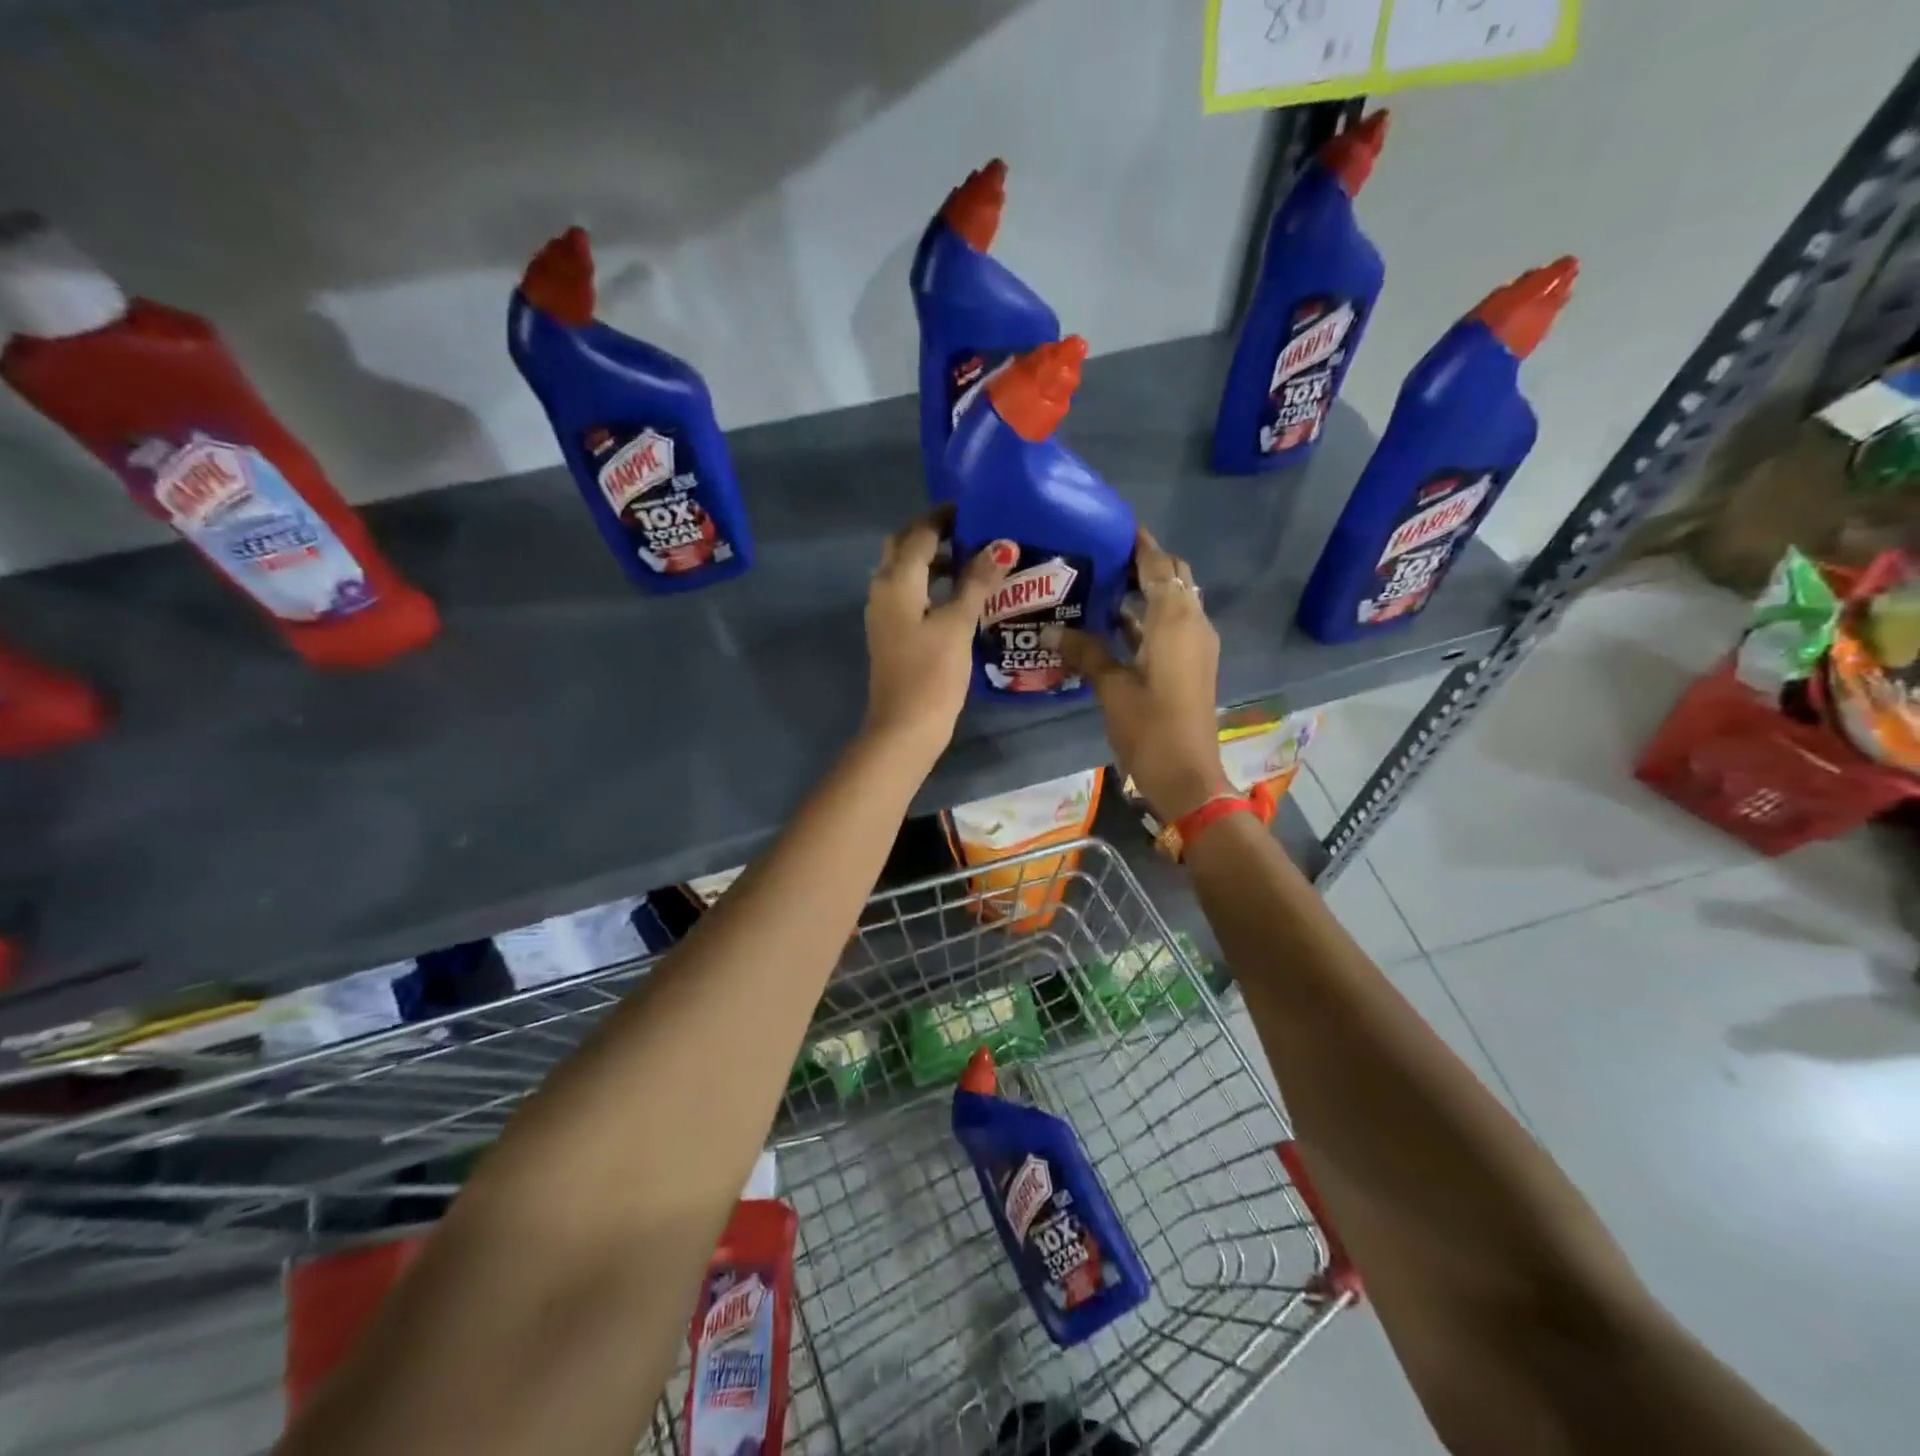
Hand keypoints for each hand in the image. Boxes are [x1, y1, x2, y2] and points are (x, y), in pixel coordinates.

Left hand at [863, 511, 1012, 755]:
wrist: (904, 728)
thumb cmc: (931, 674)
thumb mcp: (957, 624)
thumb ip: (977, 582)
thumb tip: (1001, 546)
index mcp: (896, 581)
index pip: (919, 533)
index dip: (944, 517)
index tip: (974, 508)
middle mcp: (883, 591)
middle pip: (905, 549)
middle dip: (934, 535)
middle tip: (972, 531)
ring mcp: (885, 615)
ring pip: (907, 574)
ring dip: (935, 562)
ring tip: (974, 560)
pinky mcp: (893, 636)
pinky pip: (911, 596)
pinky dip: (932, 587)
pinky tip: (961, 597)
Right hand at [1056, 530, 1229, 821]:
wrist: (1186, 775)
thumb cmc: (1149, 726)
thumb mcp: (1111, 687)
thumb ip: (1084, 651)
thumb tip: (1049, 631)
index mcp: (1176, 619)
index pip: (1159, 565)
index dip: (1139, 543)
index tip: (1112, 526)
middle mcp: (1193, 623)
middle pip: (1173, 578)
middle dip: (1144, 564)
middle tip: (1101, 558)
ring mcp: (1196, 646)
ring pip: (1173, 603)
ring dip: (1145, 592)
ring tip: (1101, 586)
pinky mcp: (1191, 665)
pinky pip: (1171, 626)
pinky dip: (1149, 618)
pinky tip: (1113, 625)